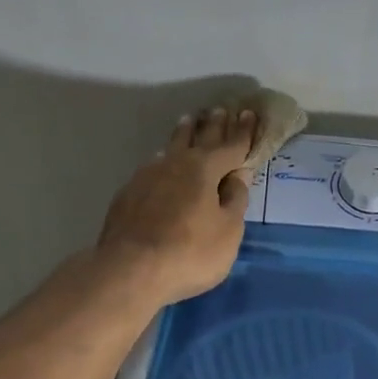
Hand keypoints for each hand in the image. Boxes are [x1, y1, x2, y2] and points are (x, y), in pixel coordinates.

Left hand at [97, 106, 254, 305]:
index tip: (249, 114)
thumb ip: (234, 201)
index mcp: (205, 169)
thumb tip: (238, 176)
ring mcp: (147, 176)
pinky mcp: (128, 194)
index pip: (231, 145)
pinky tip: (161, 160)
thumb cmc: (189, 253)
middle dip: (213, 125)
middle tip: (220, 109)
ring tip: (189, 121)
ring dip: (184, 133)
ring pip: (171, 147)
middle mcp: (176, 164)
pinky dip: (164, 158)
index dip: (243, 131)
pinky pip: (153, 166)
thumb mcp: (227, 232)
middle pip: (199, 139)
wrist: (129, 270)